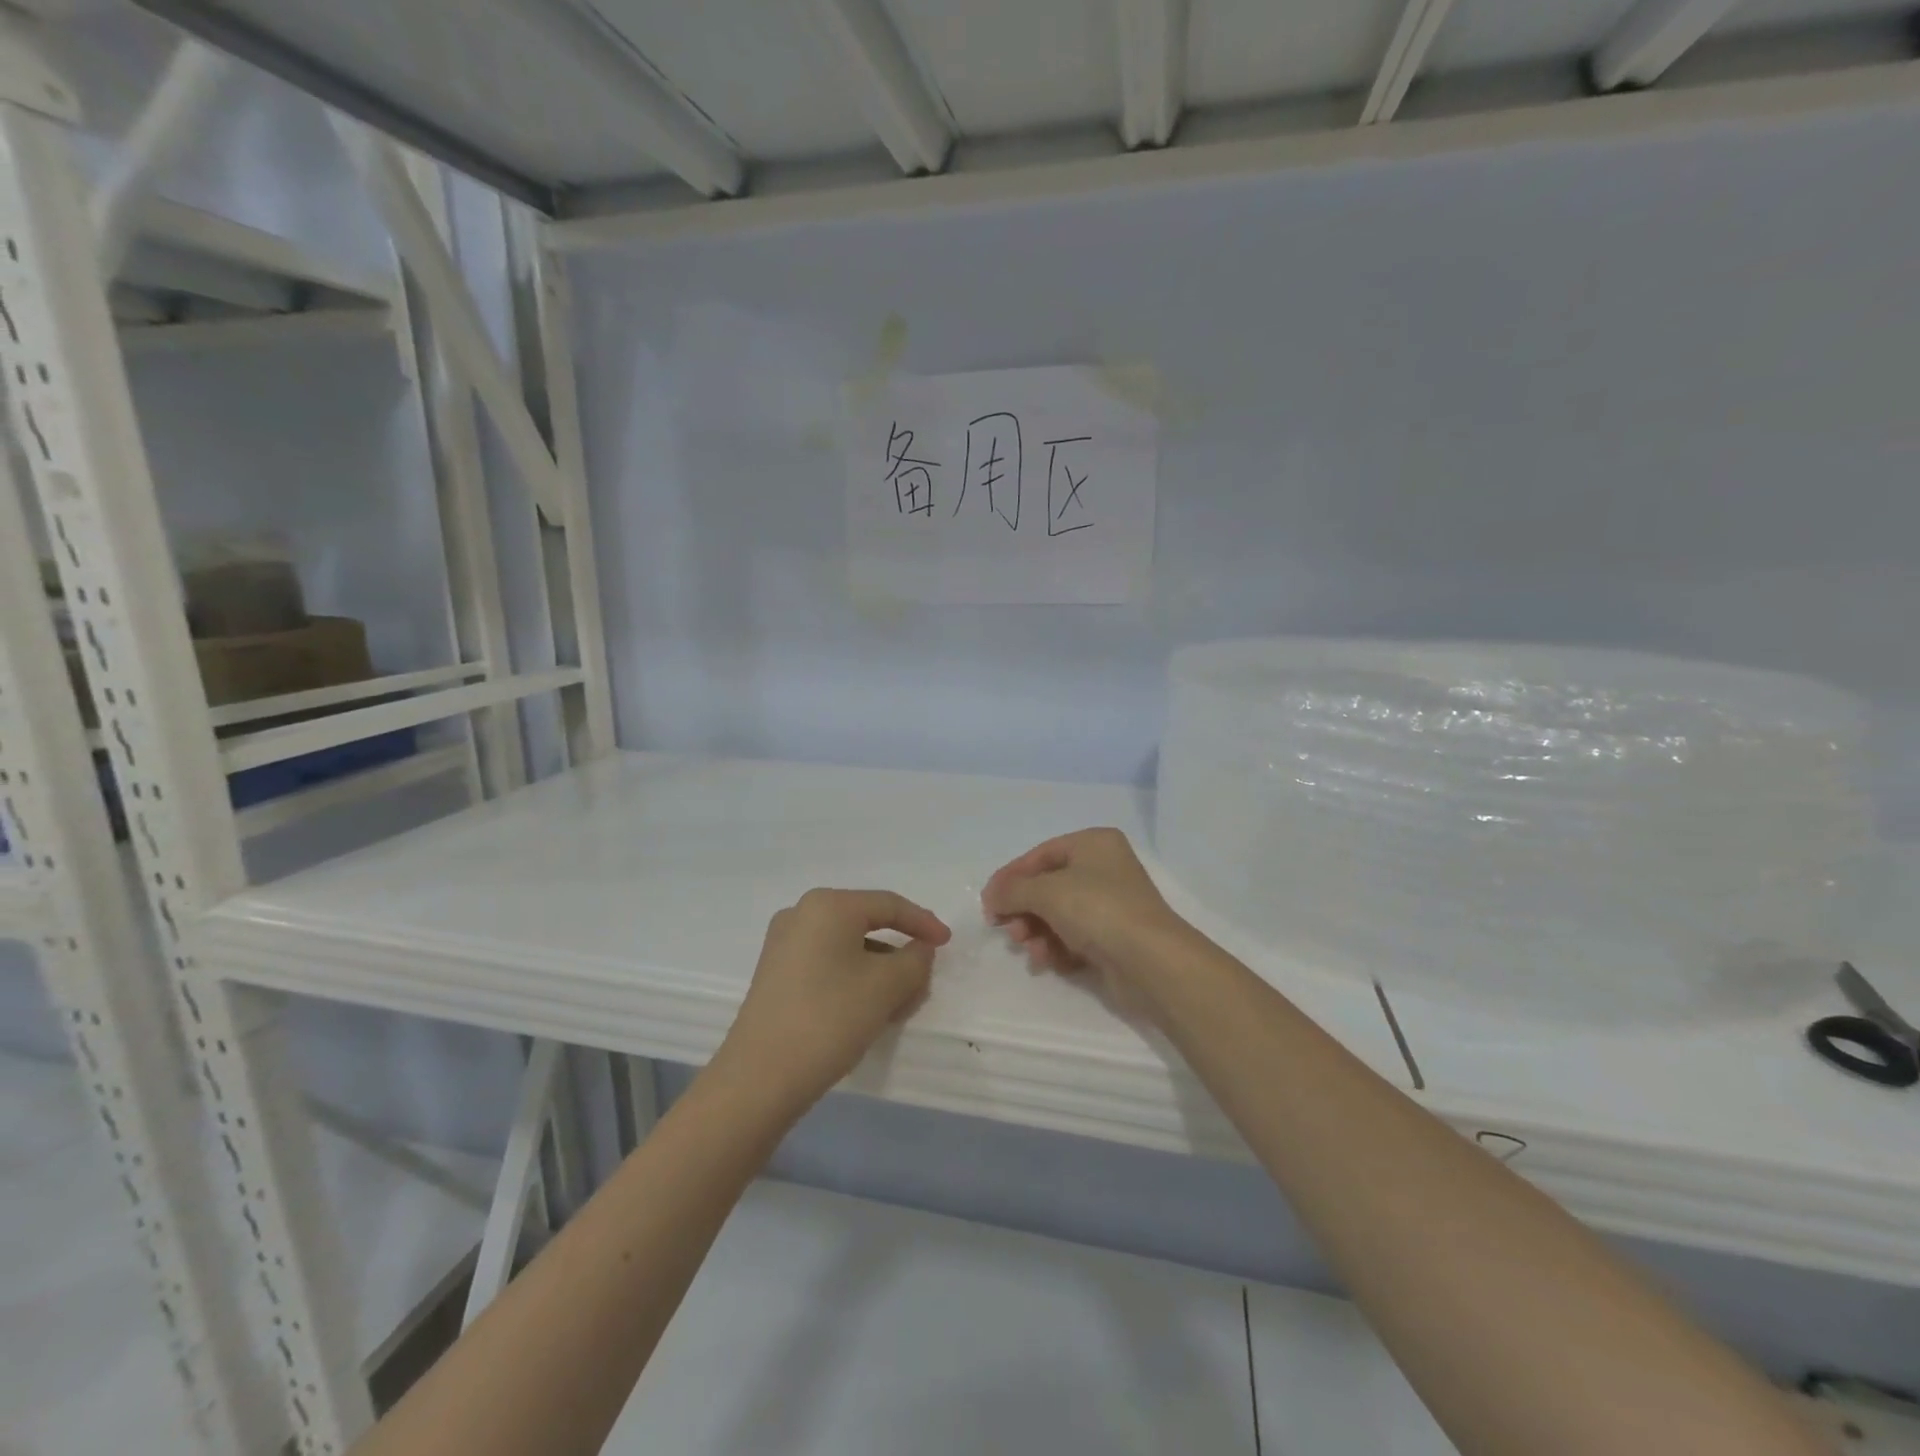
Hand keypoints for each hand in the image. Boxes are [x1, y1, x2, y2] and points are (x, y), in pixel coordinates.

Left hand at [717, 889, 951, 1109]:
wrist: (759, 1078)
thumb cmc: (829, 1018)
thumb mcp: (887, 987)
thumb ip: (915, 960)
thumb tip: (918, 949)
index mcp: (828, 905)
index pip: (888, 905)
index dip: (923, 922)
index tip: (948, 944)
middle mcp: (802, 913)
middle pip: (867, 925)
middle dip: (900, 954)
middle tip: (923, 981)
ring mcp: (784, 944)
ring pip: (848, 948)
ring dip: (880, 972)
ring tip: (901, 1005)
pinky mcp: (776, 974)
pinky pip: (827, 964)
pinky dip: (854, 980)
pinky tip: (869, 1011)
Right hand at [981, 828, 1189, 987]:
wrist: (1151, 961)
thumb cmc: (1097, 910)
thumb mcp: (1046, 891)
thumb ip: (1012, 890)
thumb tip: (992, 896)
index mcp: (1093, 844)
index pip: (1040, 855)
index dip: (1011, 877)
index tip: (988, 903)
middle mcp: (1104, 869)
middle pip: (1048, 887)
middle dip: (1024, 910)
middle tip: (1008, 931)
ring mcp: (1111, 905)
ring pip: (1058, 915)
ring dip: (1037, 933)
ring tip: (1031, 950)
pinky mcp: (1114, 939)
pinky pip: (1074, 938)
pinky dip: (1057, 948)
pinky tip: (1049, 962)